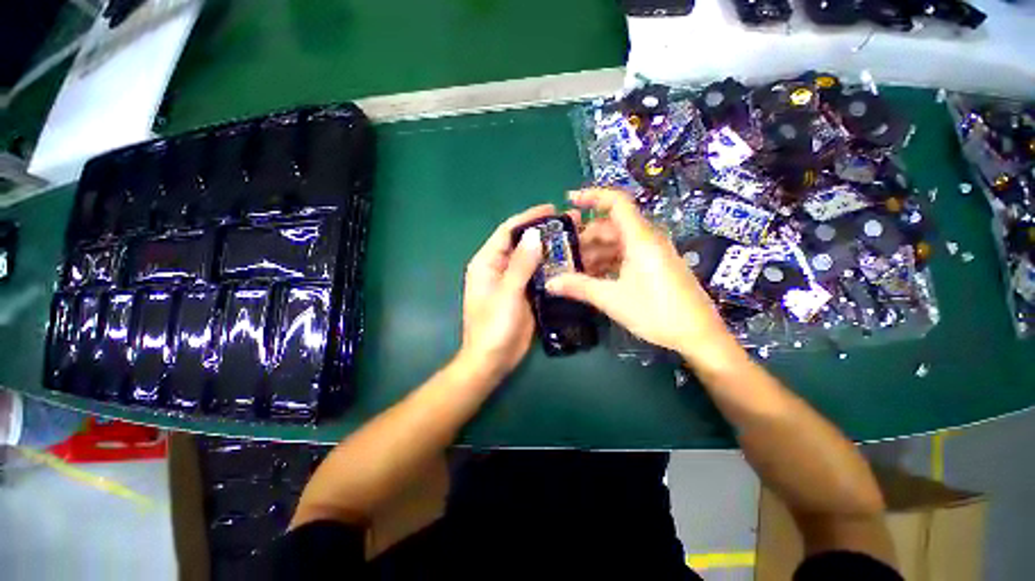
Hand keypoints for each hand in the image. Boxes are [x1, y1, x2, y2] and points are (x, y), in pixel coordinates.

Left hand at [459, 204, 556, 382]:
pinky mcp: (524, 293)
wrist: (492, 360)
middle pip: (522, 243)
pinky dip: (552, 267)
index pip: (507, 232)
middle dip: (544, 232)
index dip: (528, 218)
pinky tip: (571, 262)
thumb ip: (520, 264)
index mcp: (487, 263)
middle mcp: (499, 268)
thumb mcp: (507, 294)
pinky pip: (539, 275)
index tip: (551, 209)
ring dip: (551, 249)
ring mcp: (513, 281)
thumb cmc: (493, 327)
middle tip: (571, 223)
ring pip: (533, 258)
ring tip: (576, 239)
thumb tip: (535, 234)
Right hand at [547, 188, 739, 368]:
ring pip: (617, 242)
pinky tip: (594, 278)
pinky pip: (626, 255)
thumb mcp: (612, 298)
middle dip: (586, 237)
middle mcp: (648, 239)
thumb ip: (579, 287)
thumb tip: (549, 283)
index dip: (592, 196)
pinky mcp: (655, 266)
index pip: (616, 202)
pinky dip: (608, 262)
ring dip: (595, 253)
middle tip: (564, 253)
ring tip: (575, 270)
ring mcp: (653, 253)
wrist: (698, 335)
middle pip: (611, 226)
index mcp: (640, 238)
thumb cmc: (656, 312)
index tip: (569, 201)